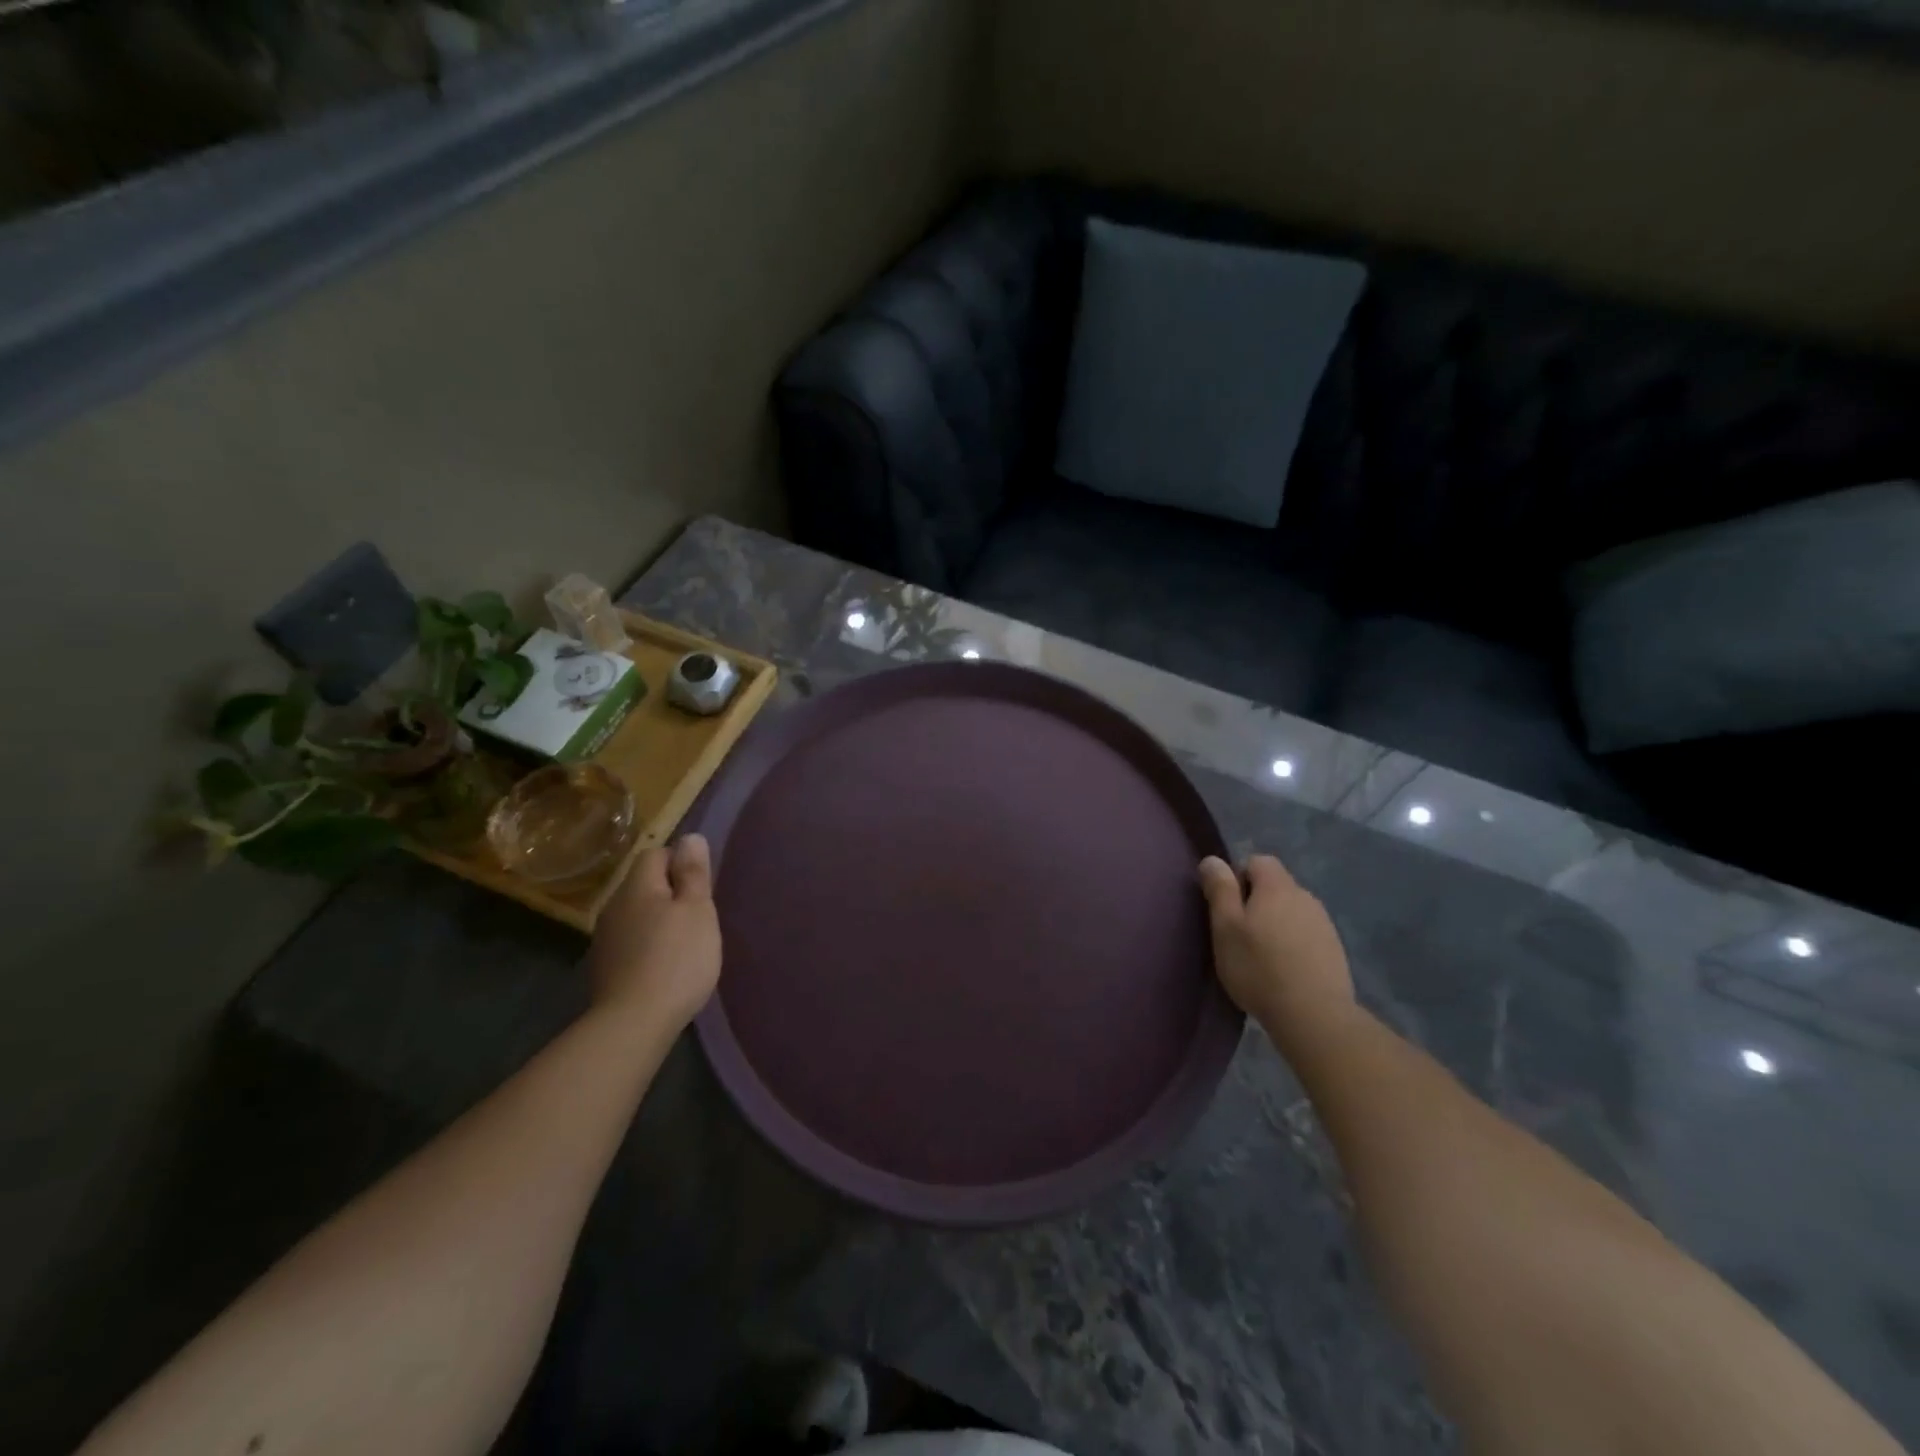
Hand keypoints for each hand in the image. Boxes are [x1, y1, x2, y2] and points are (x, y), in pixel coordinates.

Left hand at [587, 834, 721, 1032]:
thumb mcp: (698, 910)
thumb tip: (689, 837)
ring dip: (658, 920)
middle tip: (699, 915)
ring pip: (637, 914)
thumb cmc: (676, 958)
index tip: (701, 887)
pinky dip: (648, 945)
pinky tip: (664, 966)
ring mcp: (605, 939)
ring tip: (685, 942)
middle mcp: (614, 906)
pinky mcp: (605, 968)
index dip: (680, 862)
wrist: (633, 1023)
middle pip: (644, 884)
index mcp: (637, 887)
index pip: (655, 854)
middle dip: (671, 893)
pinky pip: (631, 941)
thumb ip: (693, 873)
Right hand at [1198, 854, 1355, 1038]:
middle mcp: (1305, 896)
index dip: (1238, 878)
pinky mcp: (1334, 950)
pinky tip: (1284, 970)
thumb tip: (1213, 859)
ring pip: (1291, 911)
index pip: (1257, 861)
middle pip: (1275, 886)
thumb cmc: (1259, 967)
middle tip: (1239, 934)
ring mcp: (1324, 924)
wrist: (1314, 1015)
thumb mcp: (1225, 926)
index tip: (1227, 908)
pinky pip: (1306, 934)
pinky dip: (1293, 944)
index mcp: (1277, 886)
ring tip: (1261, 956)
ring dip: (1276, 923)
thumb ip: (1220, 889)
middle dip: (1256, 902)